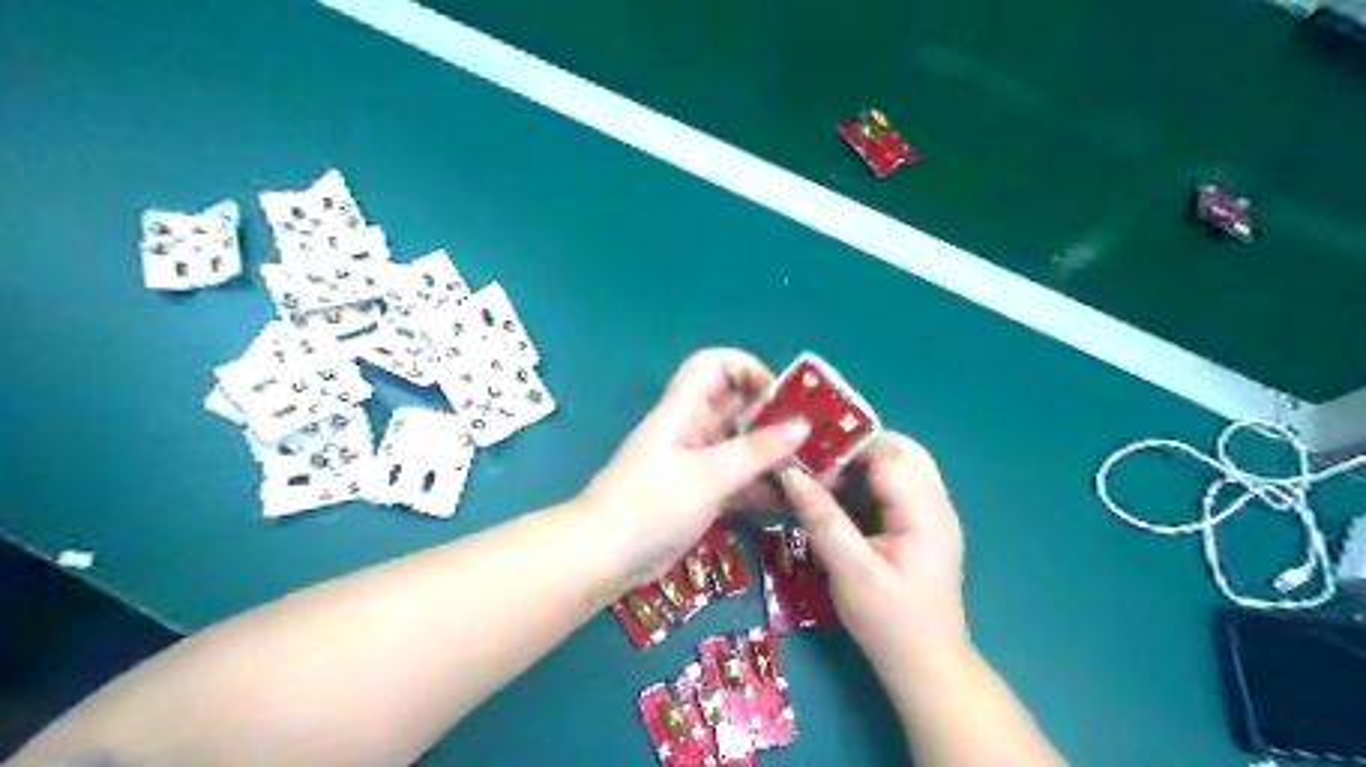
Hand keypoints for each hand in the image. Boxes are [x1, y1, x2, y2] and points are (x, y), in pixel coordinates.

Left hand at [579, 352, 808, 590]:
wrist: (601, 559)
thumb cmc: (649, 507)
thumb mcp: (707, 477)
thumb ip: (756, 451)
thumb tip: (803, 425)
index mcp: (684, 410)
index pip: (715, 365)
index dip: (750, 370)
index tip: (783, 398)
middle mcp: (692, 429)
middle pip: (737, 406)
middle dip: (776, 417)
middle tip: (817, 438)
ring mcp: (696, 463)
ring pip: (742, 446)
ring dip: (775, 455)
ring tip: (816, 471)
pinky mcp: (700, 493)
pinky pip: (738, 480)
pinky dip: (763, 486)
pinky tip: (793, 502)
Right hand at [778, 436, 971, 671]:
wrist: (927, 666)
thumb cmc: (889, 622)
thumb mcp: (850, 572)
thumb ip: (822, 519)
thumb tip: (790, 474)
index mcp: (925, 512)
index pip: (888, 454)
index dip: (847, 452)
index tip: (810, 464)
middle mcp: (937, 503)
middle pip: (901, 449)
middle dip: (857, 449)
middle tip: (818, 466)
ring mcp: (934, 513)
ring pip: (901, 462)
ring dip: (863, 462)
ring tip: (826, 479)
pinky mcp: (924, 524)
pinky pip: (899, 483)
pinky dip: (870, 479)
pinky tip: (844, 497)